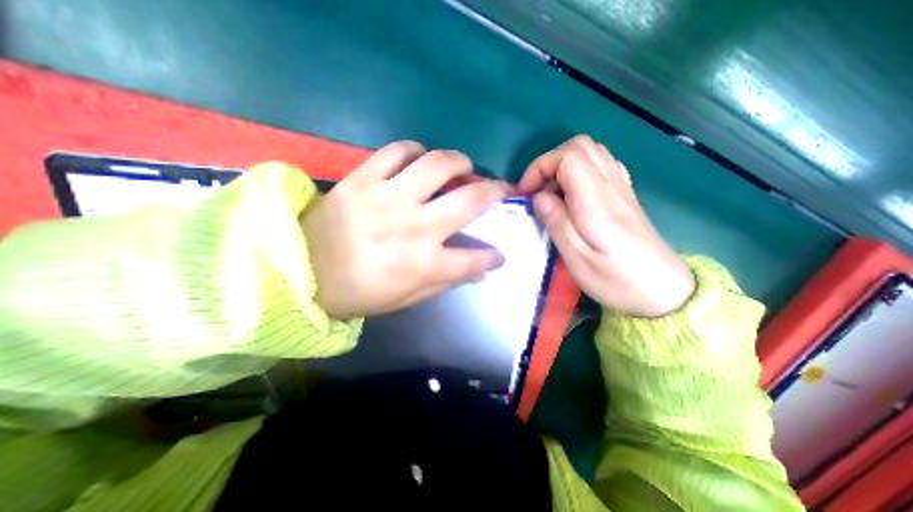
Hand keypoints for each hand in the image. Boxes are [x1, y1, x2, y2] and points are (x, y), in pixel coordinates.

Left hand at [302, 143, 510, 317]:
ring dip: (459, 162)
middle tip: (499, 189)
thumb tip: (478, 269)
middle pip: (470, 200)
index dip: (493, 257)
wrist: (301, 272)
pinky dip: (415, 150)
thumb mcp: (407, 298)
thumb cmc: (359, 292)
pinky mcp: (363, 178)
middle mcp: (414, 227)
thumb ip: (446, 281)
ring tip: (462, 167)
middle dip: (495, 192)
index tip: (499, 254)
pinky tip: (419, 160)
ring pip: (438, 163)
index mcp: (424, 263)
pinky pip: (397, 150)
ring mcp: (388, 197)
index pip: (475, 259)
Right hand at [517, 134, 696, 317]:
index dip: (541, 166)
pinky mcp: (625, 195)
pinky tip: (573, 196)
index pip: (569, 156)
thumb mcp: (577, 258)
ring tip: (551, 195)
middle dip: (550, 163)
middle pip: (581, 146)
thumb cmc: (616, 279)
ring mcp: (622, 188)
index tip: (527, 192)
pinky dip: (579, 172)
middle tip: (537, 191)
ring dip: (563, 166)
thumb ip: (556, 222)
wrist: (663, 291)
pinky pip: (602, 165)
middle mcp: (612, 186)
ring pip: (592, 152)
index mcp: (597, 201)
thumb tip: (539, 197)